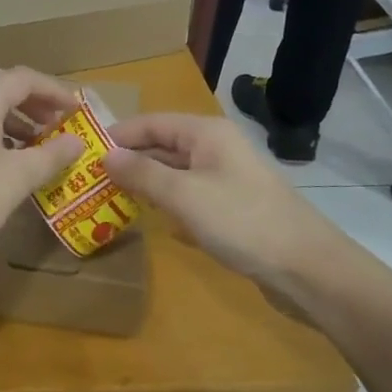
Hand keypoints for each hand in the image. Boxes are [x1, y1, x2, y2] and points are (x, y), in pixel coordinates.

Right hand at [103, 113, 346, 299]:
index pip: (151, 123)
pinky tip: (149, 221)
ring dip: (145, 185)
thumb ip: (142, 174)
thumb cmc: (242, 221)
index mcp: (206, 133)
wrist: (308, 269)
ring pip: (175, 174)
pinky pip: (189, 198)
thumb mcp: (184, 195)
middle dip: (129, 162)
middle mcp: (215, 149)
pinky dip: (167, 205)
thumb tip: (105, 155)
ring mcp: (225, 179)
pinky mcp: (231, 208)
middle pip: (162, 147)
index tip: (83, 153)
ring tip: (108, 199)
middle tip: (89, 180)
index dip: (118, 135)